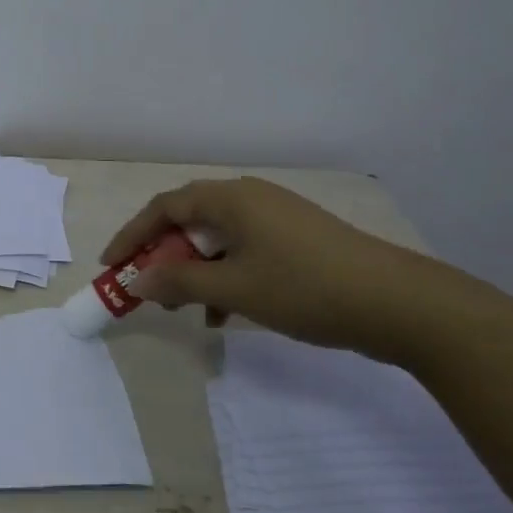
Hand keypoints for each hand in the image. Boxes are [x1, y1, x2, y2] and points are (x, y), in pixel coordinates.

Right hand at [100, 177, 429, 355]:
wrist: (401, 305)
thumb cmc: (305, 288)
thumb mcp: (233, 289)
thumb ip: (179, 283)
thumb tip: (139, 282)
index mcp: (231, 198)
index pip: (164, 207)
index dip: (132, 236)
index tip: (111, 265)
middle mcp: (251, 198)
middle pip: (189, 222)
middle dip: (163, 257)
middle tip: (148, 290)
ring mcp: (278, 219)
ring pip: (217, 241)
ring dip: (194, 272)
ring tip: (187, 309)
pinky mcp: (298, 241)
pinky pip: (244, 252)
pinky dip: (226, 276)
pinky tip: (225, 314)